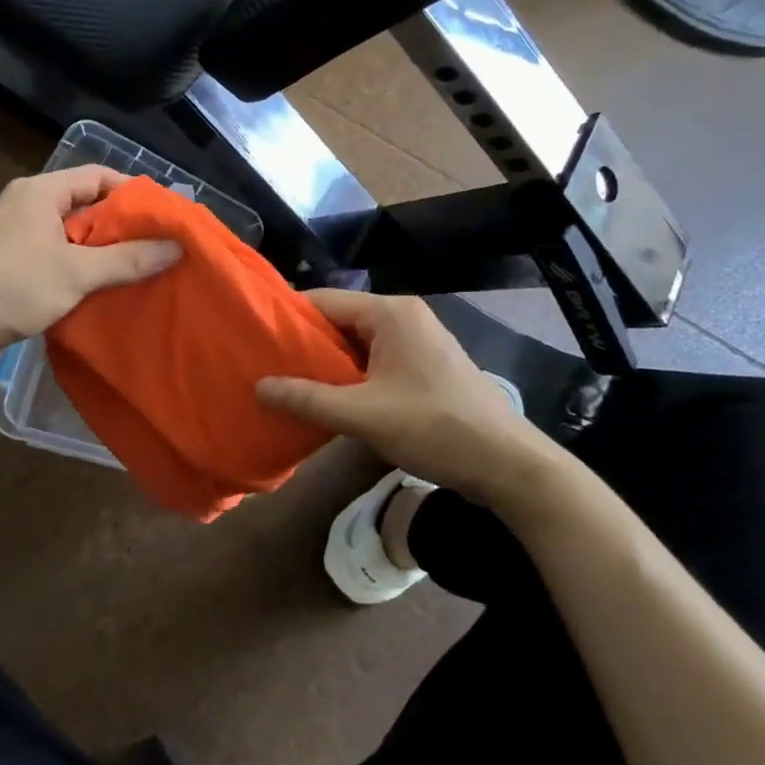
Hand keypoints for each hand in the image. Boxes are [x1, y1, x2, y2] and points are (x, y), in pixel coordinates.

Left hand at [0, 168, 179, 373]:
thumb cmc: (14, 288)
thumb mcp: (77, 272)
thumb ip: (128, 258)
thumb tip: (177, 246)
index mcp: (40, 191)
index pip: (97, 176)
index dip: (133, 192)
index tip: (164, 215)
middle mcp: (27, 204)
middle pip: (86, 203)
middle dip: (122, 223)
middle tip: (158, 243)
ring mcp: (17, 233)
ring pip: (72, 231)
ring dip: (103, 246)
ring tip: (139, 265)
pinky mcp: (12, 260)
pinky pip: (57, 251)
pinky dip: (82, 263)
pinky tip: (104, 284)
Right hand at [256, 289, 559, 505]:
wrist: (508, 463)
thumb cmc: (434, 427)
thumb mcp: (362, 415)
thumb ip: (307, 399)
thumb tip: (258, 387)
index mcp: (390, 312)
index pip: (323, 300)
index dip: (288, 319)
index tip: (255, 340)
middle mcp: (404, 315)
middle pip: (340, 319)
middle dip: (306, 344)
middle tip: (267, 367)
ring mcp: (419, 339)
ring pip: (358, 342)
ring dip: (329, 363)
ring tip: (291, 384)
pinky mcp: (427, 363)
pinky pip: (377, 358)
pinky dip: (353, 374)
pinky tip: (331, 398)